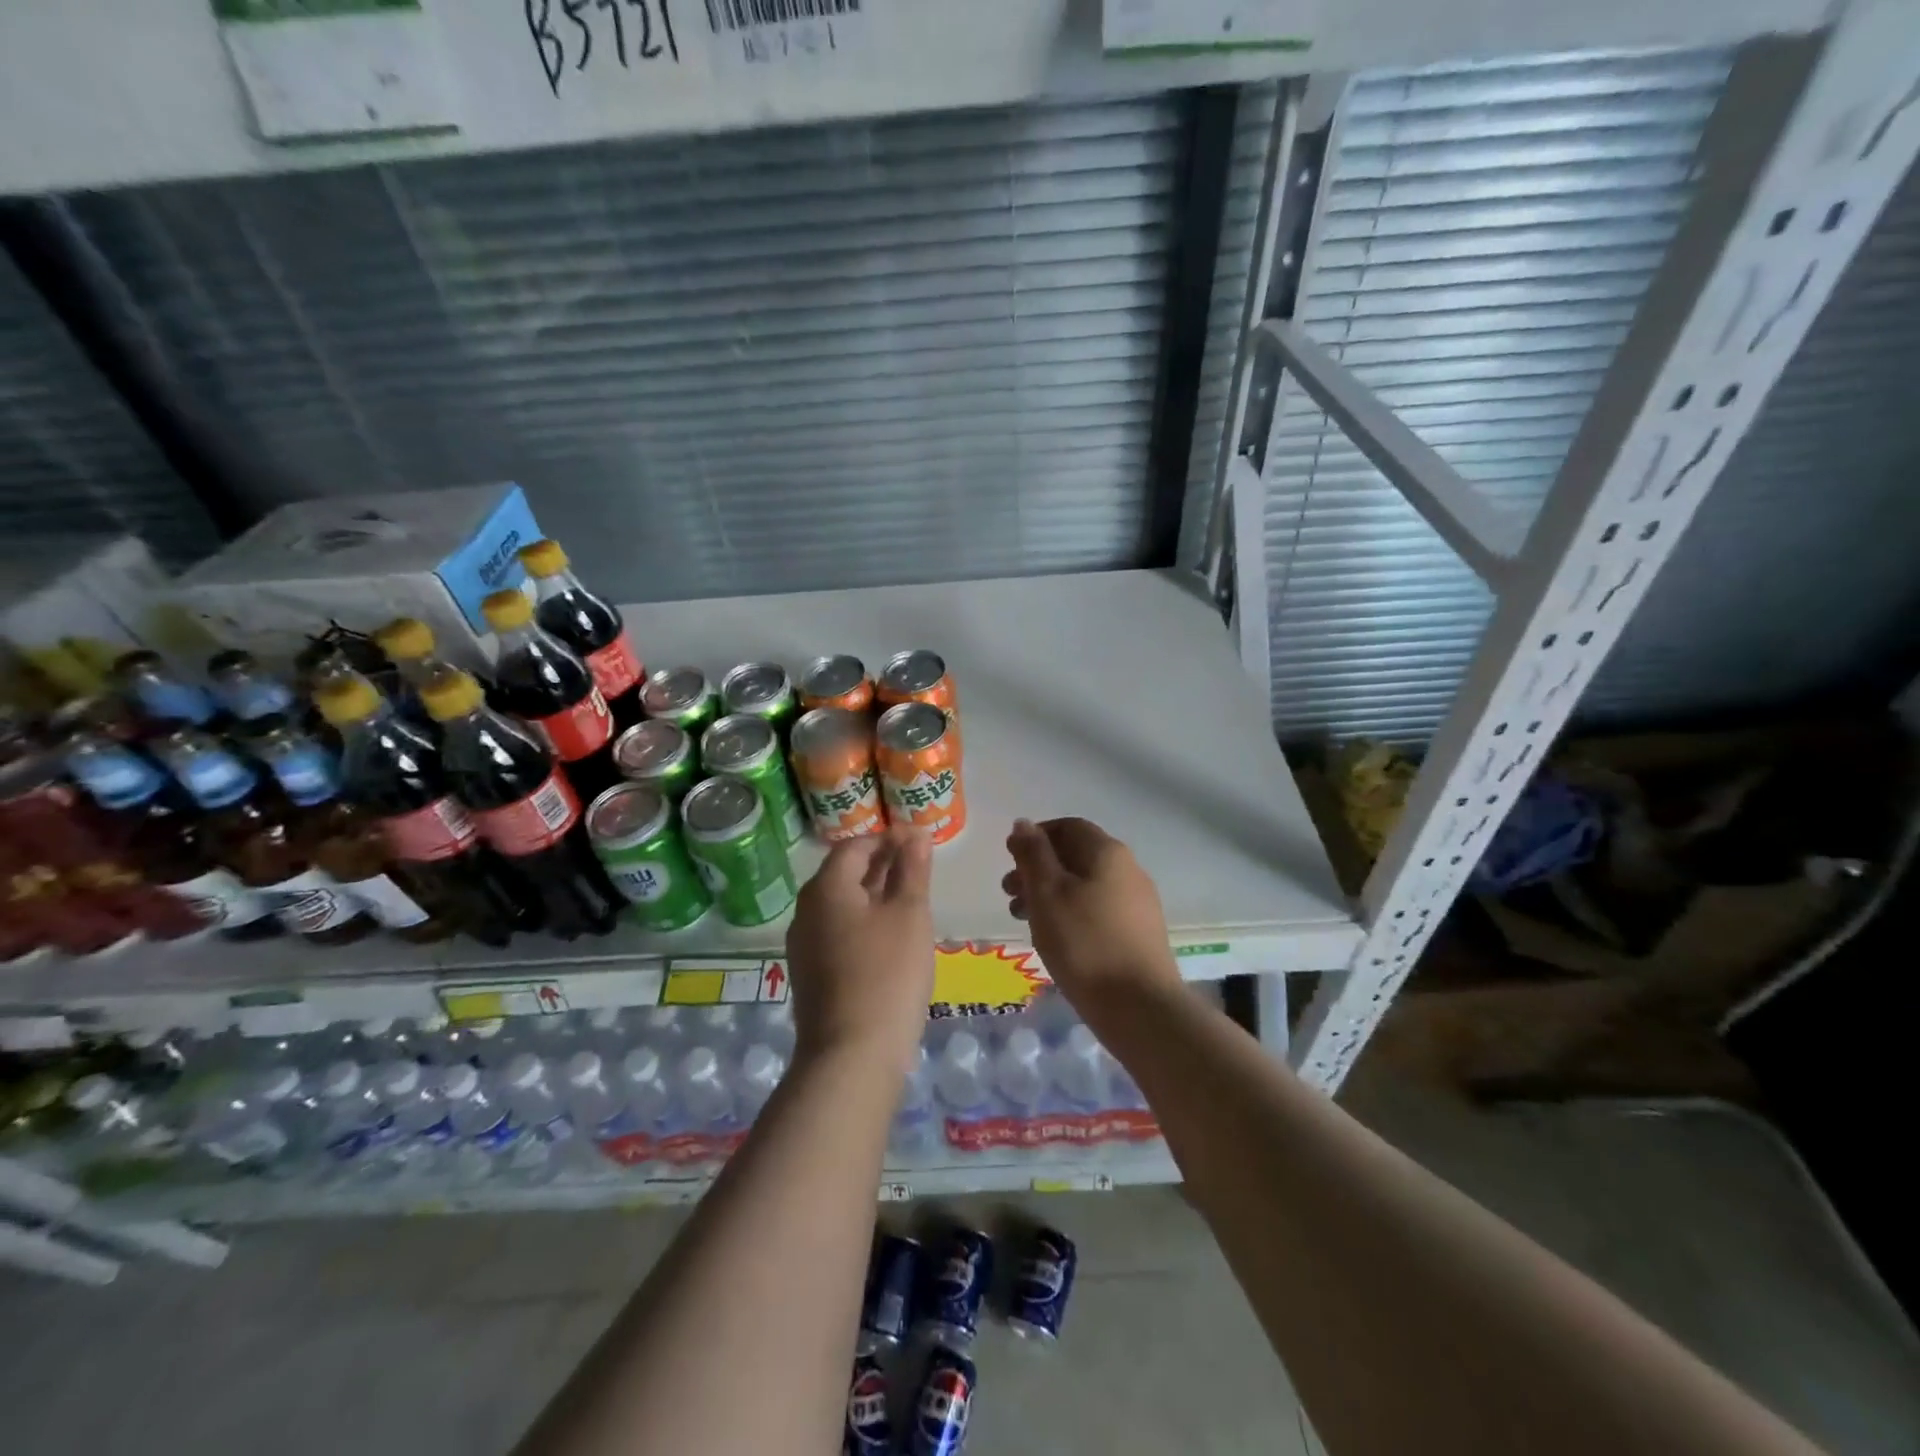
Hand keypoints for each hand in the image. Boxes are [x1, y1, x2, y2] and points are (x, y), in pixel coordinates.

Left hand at [786, 824, 934, 1071]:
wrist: (851, 1056)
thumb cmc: (887, 974)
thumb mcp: (909, 914)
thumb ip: (912, 870)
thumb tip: (915, 835)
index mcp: (826, 888)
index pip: (855, 846)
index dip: (888, 838)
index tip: (919, 841)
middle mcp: (806, 911)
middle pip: (844, 874)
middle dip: (880, 864)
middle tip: (918, 867)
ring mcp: (804, 945)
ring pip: (841, 905)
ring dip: (873, 894)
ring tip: (908, 898)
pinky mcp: (811, 974)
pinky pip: (837, 932)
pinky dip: (863, 922)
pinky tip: (889, 937)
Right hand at [1003, 817, 1181, 1011]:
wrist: (1140, 1007)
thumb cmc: (1084, 943)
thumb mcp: (1047, 893)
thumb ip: (1032, 855)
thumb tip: (1023, 823)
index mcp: (1107, 852)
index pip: (1067, 826)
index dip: (1035, 837)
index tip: (1009, 858)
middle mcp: (1128, 869)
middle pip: (1076, 856)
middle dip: (1038, 869)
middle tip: (1009, 894)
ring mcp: (1137, 902)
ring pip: (1085, 885)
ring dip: (1051, 895)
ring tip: (1024, 921)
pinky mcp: (1139, 932)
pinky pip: (1098, 910)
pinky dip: (1071, 914)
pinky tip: (1056, 939)